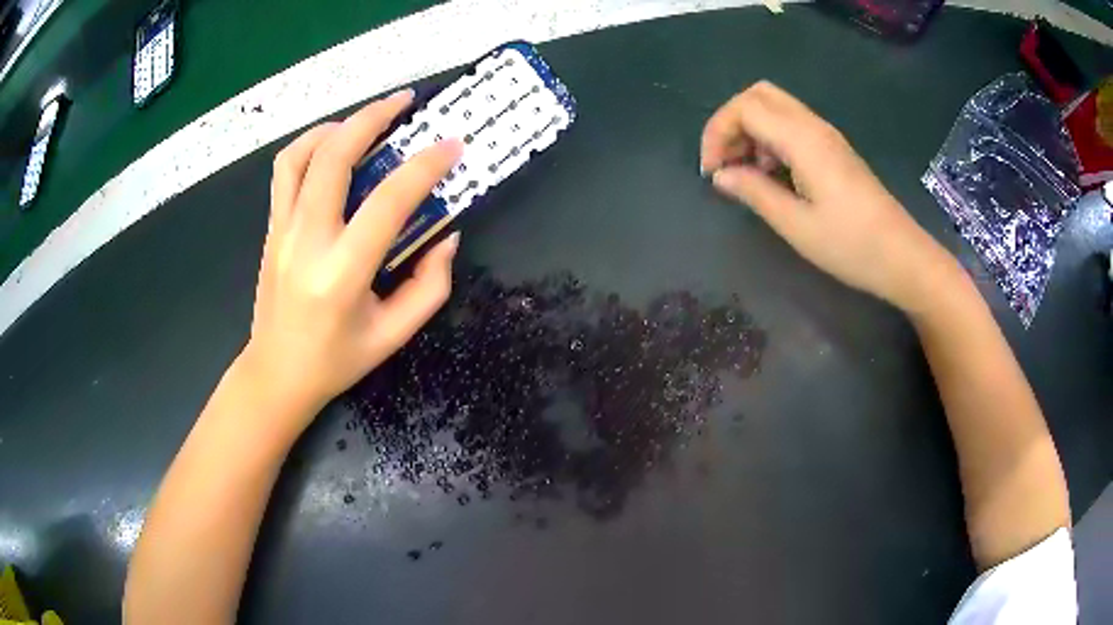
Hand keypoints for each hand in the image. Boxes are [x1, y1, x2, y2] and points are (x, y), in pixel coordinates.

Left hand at [240, 90, 460, 427]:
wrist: (277, 373)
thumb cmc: (337, 360)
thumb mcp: (394, 335)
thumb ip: (430, 286)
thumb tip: (447, 235)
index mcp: (342, 274)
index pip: (388, 202)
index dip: (425, 167)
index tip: (453, 146)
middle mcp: (307, 241)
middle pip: (334, 158)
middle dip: (373, 118)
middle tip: (405, 102)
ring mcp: (282, 230)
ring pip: (301, 154)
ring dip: (338, 125)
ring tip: (367, 120)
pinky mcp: (271, 227)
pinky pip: (286, 169)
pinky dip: (310, 144)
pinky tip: (332, 144)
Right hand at [700, 81, 960, 312]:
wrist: (902, 257)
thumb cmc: (851, 246)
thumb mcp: (796, 226)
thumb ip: (754, 193)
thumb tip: (721, 176)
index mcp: (803, 139)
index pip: (745, 108)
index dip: (718, 132)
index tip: (712, 172)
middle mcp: (814, 126)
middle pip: (758, 95)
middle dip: (731, 122)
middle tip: (726, 163)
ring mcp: (827, 136)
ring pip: (775, 108)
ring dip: (750, 131)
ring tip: (746, 174)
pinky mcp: (834, 149)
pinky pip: (791, 126)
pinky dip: (770, 140)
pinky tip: (771, 175)